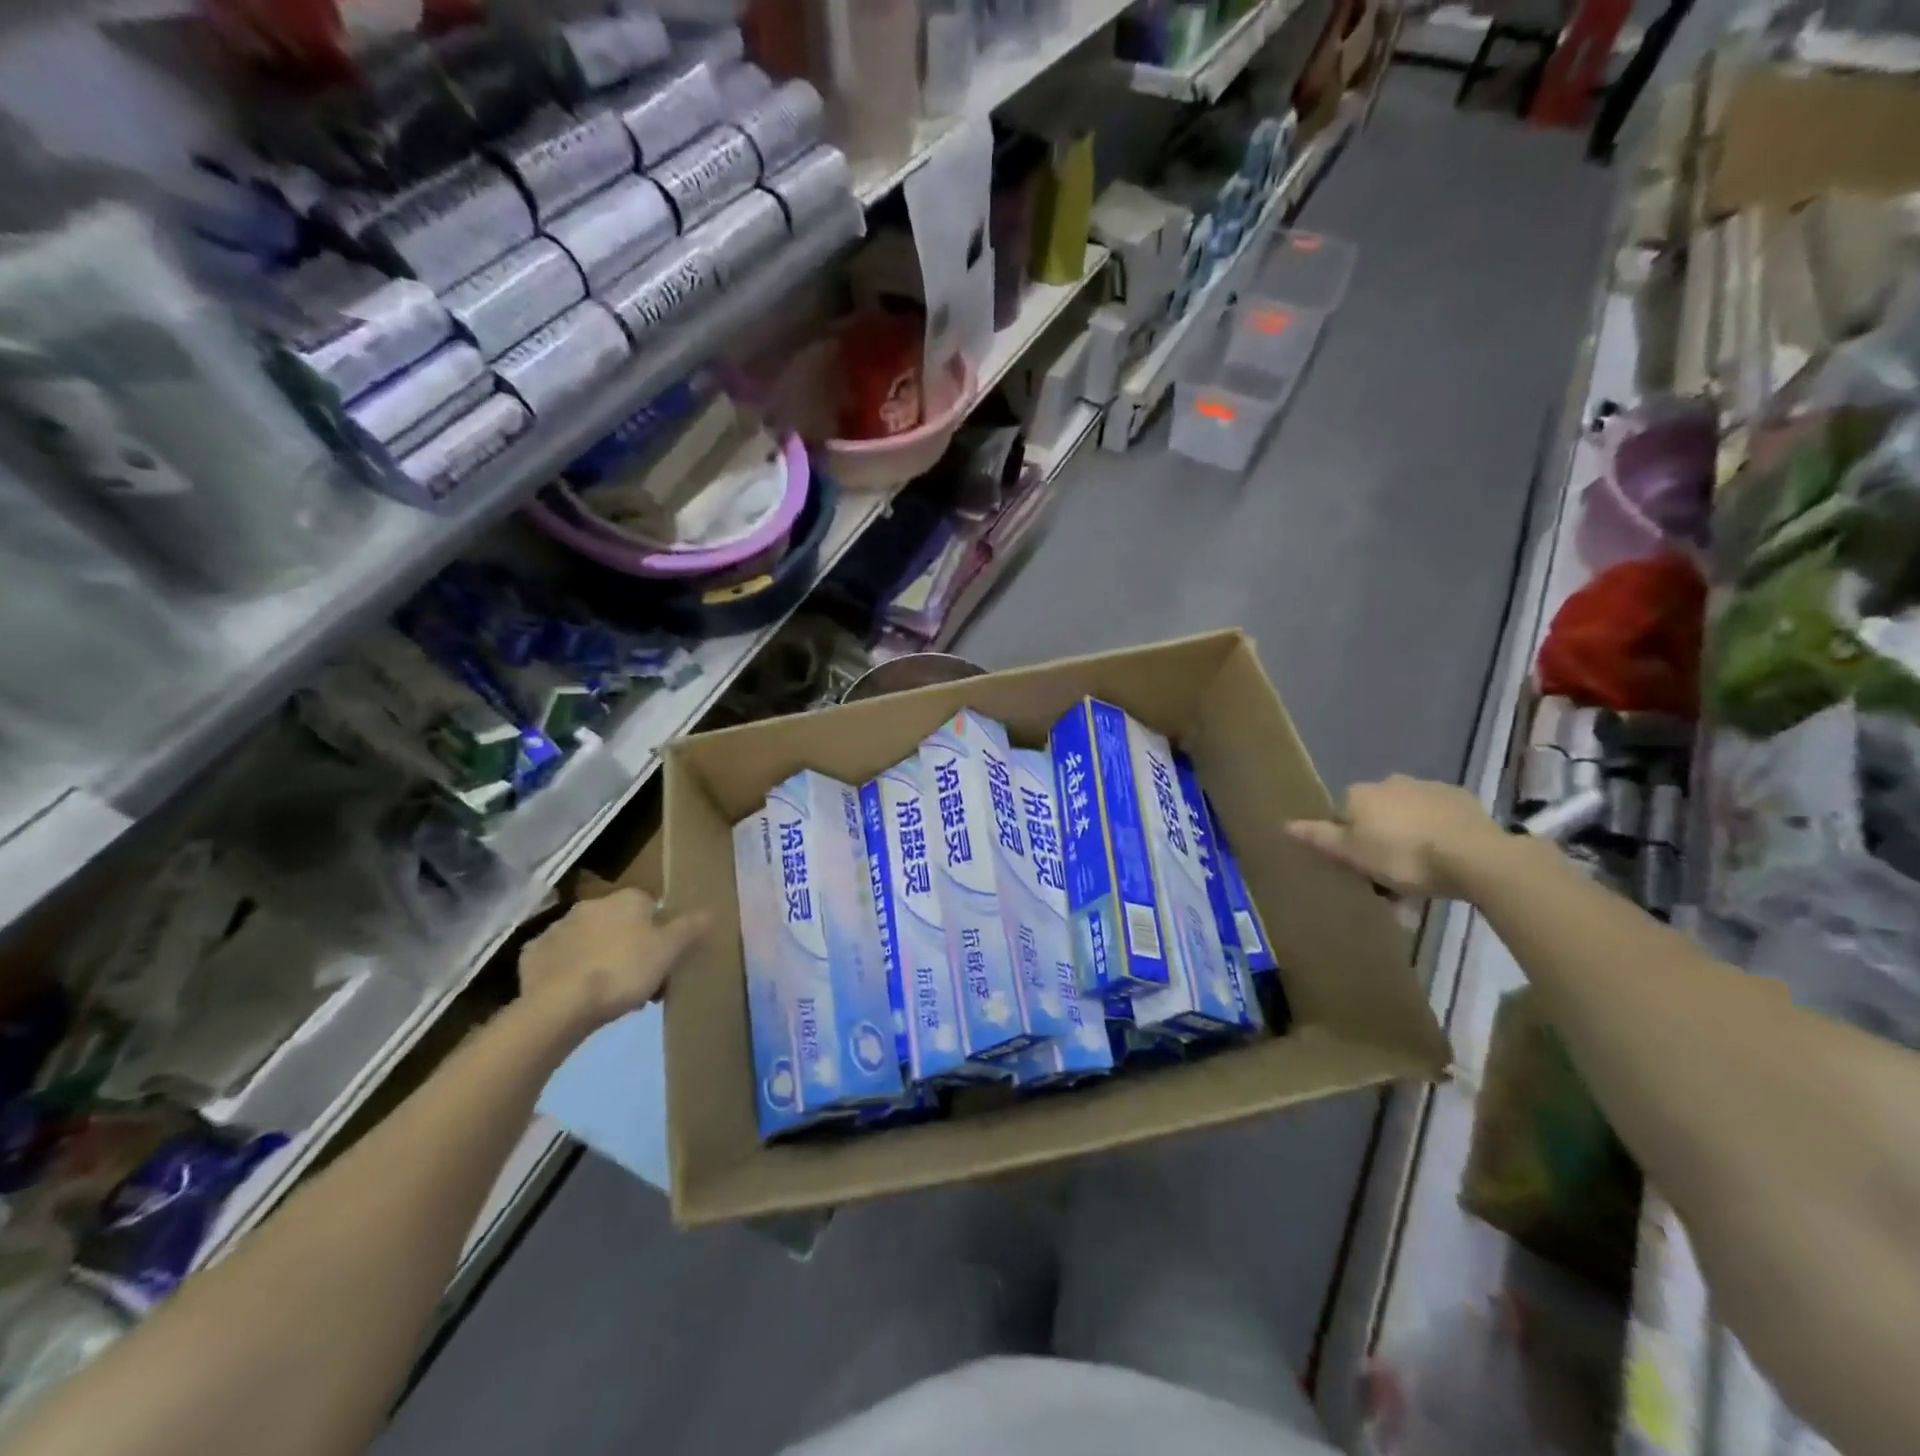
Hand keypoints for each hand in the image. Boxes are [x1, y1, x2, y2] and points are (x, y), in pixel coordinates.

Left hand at [518, 888, 711, 1028]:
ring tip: (608, 993)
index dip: (660, 933)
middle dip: (629, 945)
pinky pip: (559, 959)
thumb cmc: (624, 971)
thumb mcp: (669, 951)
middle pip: (620, 923)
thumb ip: (691, 928)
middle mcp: (592, 904)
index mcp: (627, 899)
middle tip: (639, 980)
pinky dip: (568, 971)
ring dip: (598, 956)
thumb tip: (711, 909)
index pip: (652, 906)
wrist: (560, 1005)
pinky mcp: (533, 954)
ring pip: (589, 940)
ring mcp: (558, 927)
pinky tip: (575, 993)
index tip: (663, 959)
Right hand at [1285, 776, 1503, 898]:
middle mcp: (1390, 782)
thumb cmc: (1403, 856)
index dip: (1348, 841)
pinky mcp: (1461, 799)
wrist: (1475, 856)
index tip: (1359, 868)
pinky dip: (1437, 833)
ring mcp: (1428, 787)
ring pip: (1408, 814)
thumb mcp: (1352, 855)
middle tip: (1390, 876)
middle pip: (1376, 814)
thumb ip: (1319, 838)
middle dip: (1380, 838)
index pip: (1341, 815)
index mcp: (1359, 793)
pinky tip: (1446, 859)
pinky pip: (1439, 817)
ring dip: (1409, 836)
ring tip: (1421, 874)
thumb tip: (1284, 823)